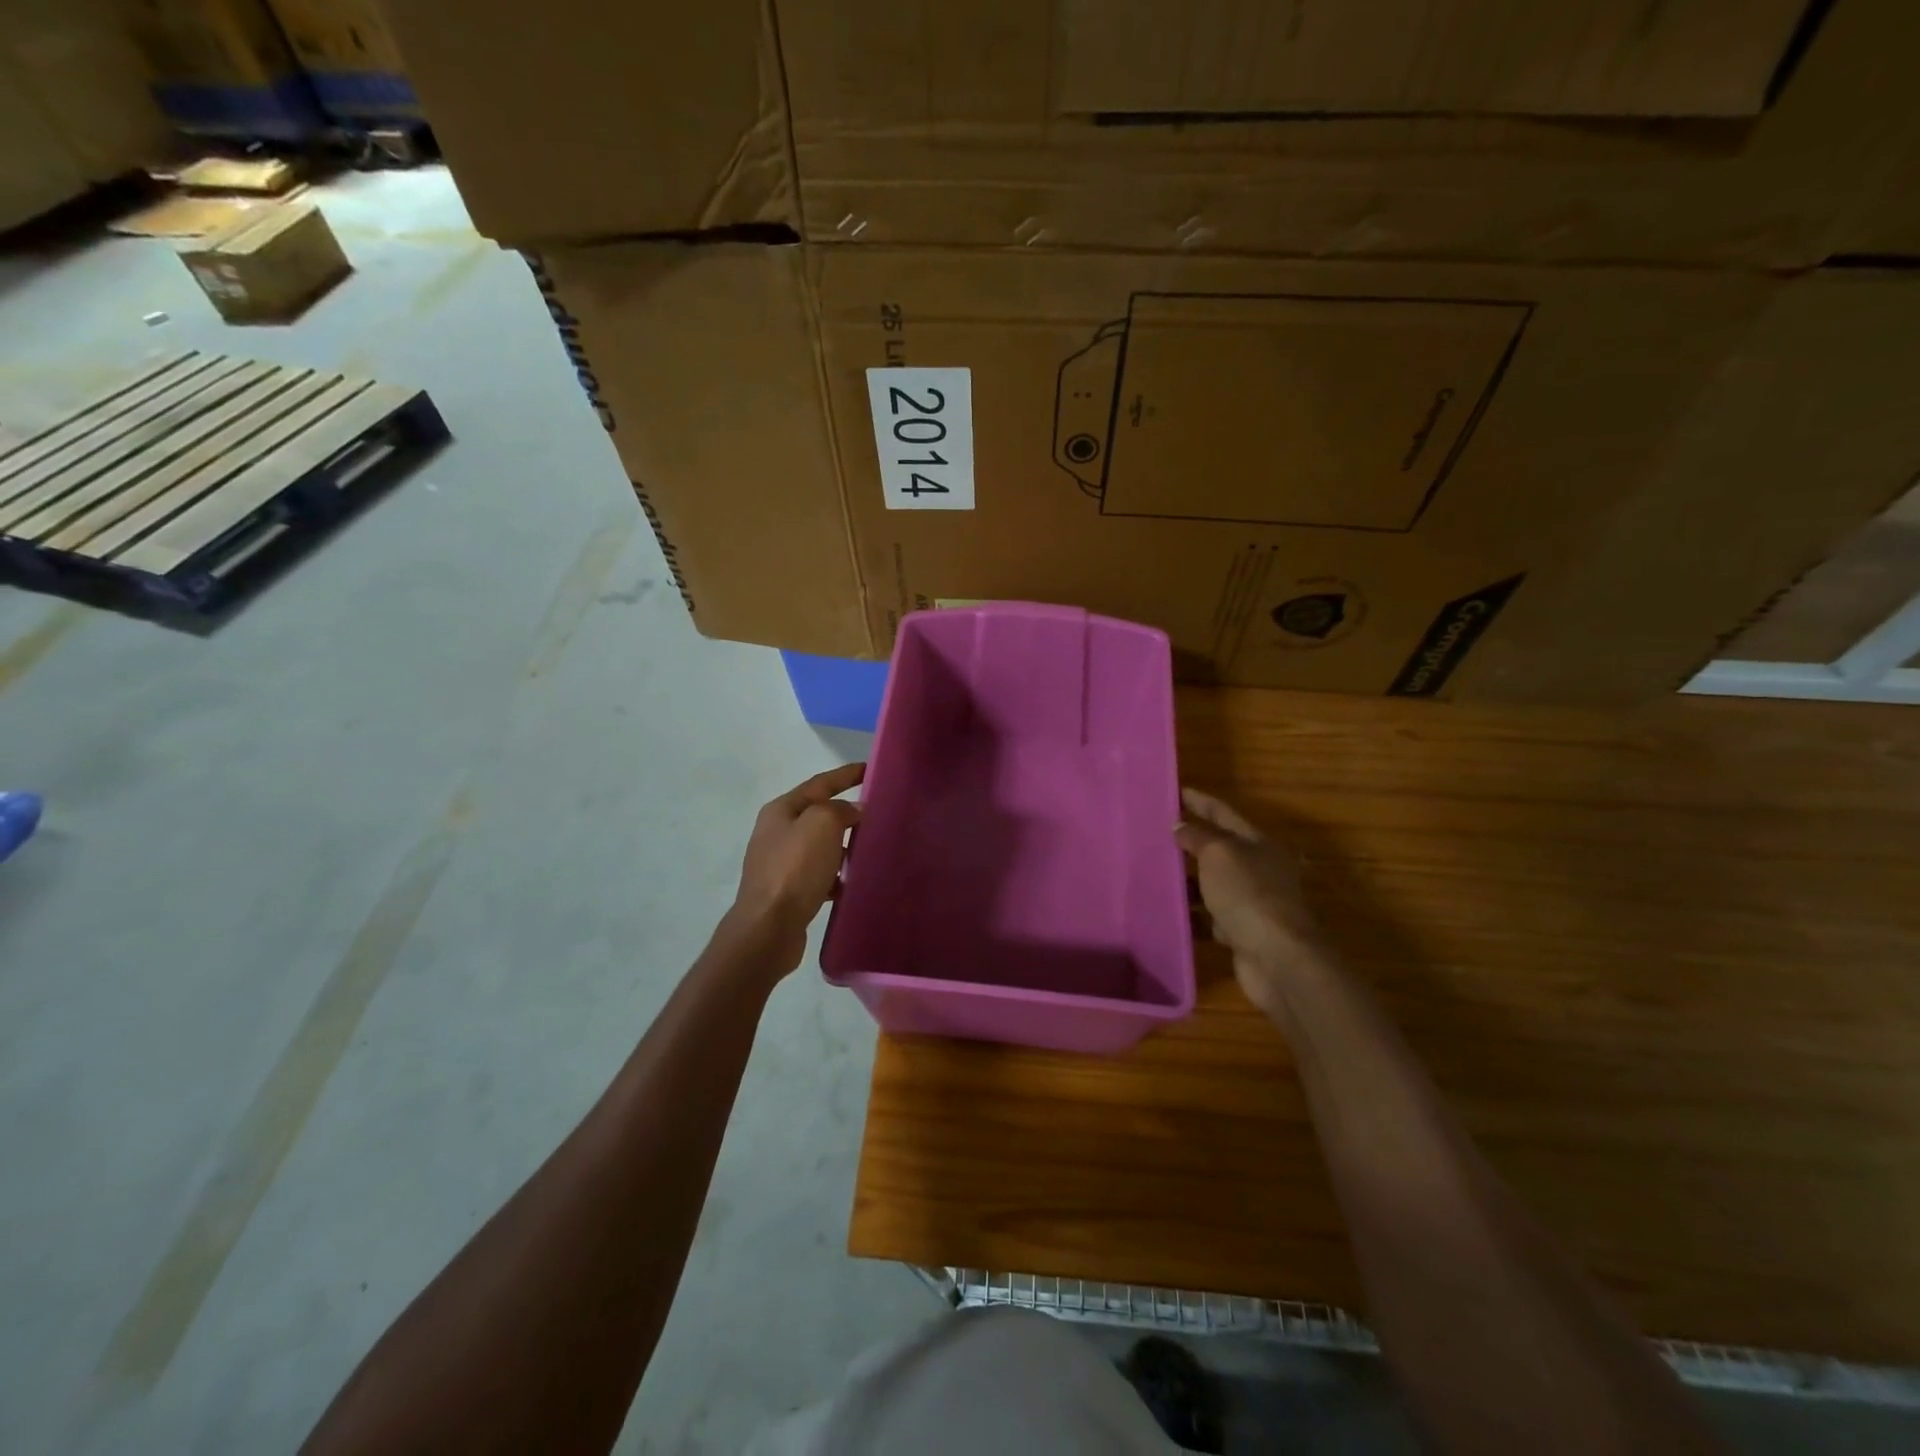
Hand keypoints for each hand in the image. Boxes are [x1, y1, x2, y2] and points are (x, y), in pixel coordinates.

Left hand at [729, 763, 863, 967]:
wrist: (768, 928)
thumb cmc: (795, 869)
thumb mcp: (822, 824)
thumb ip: (841, 809)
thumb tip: (853, 812)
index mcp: (781, 810)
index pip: (819, 783)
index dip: (846, 775)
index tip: (870, 769)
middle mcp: (777, 833)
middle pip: (819, 815)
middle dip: (847, 813)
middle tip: (878, 813)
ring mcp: (780, 864)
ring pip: (820, 847)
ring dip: (843, 846)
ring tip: (870, 850)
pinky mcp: (788, 893)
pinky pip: (819, 876)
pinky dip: (836, 876)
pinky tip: (853, 883)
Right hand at [1175, 787, 1330, 1012]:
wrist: (1278, 959)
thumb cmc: (1248, 894)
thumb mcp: (1219, 854)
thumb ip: (1197, 837)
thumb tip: (1180, 826)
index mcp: (1257, 843)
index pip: (1223, 813)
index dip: (1200, 801)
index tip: (1176, 792)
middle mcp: (1257, 870)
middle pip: (1219, 849)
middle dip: (1190, 841)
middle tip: (1155, 833)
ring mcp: (1251, 903)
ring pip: (1211, 885)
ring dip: (1187, 881)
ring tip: (1152, 873)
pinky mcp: (1241, 934)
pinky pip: (1209, 918)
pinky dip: (1191, 914)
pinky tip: (1166, 912)